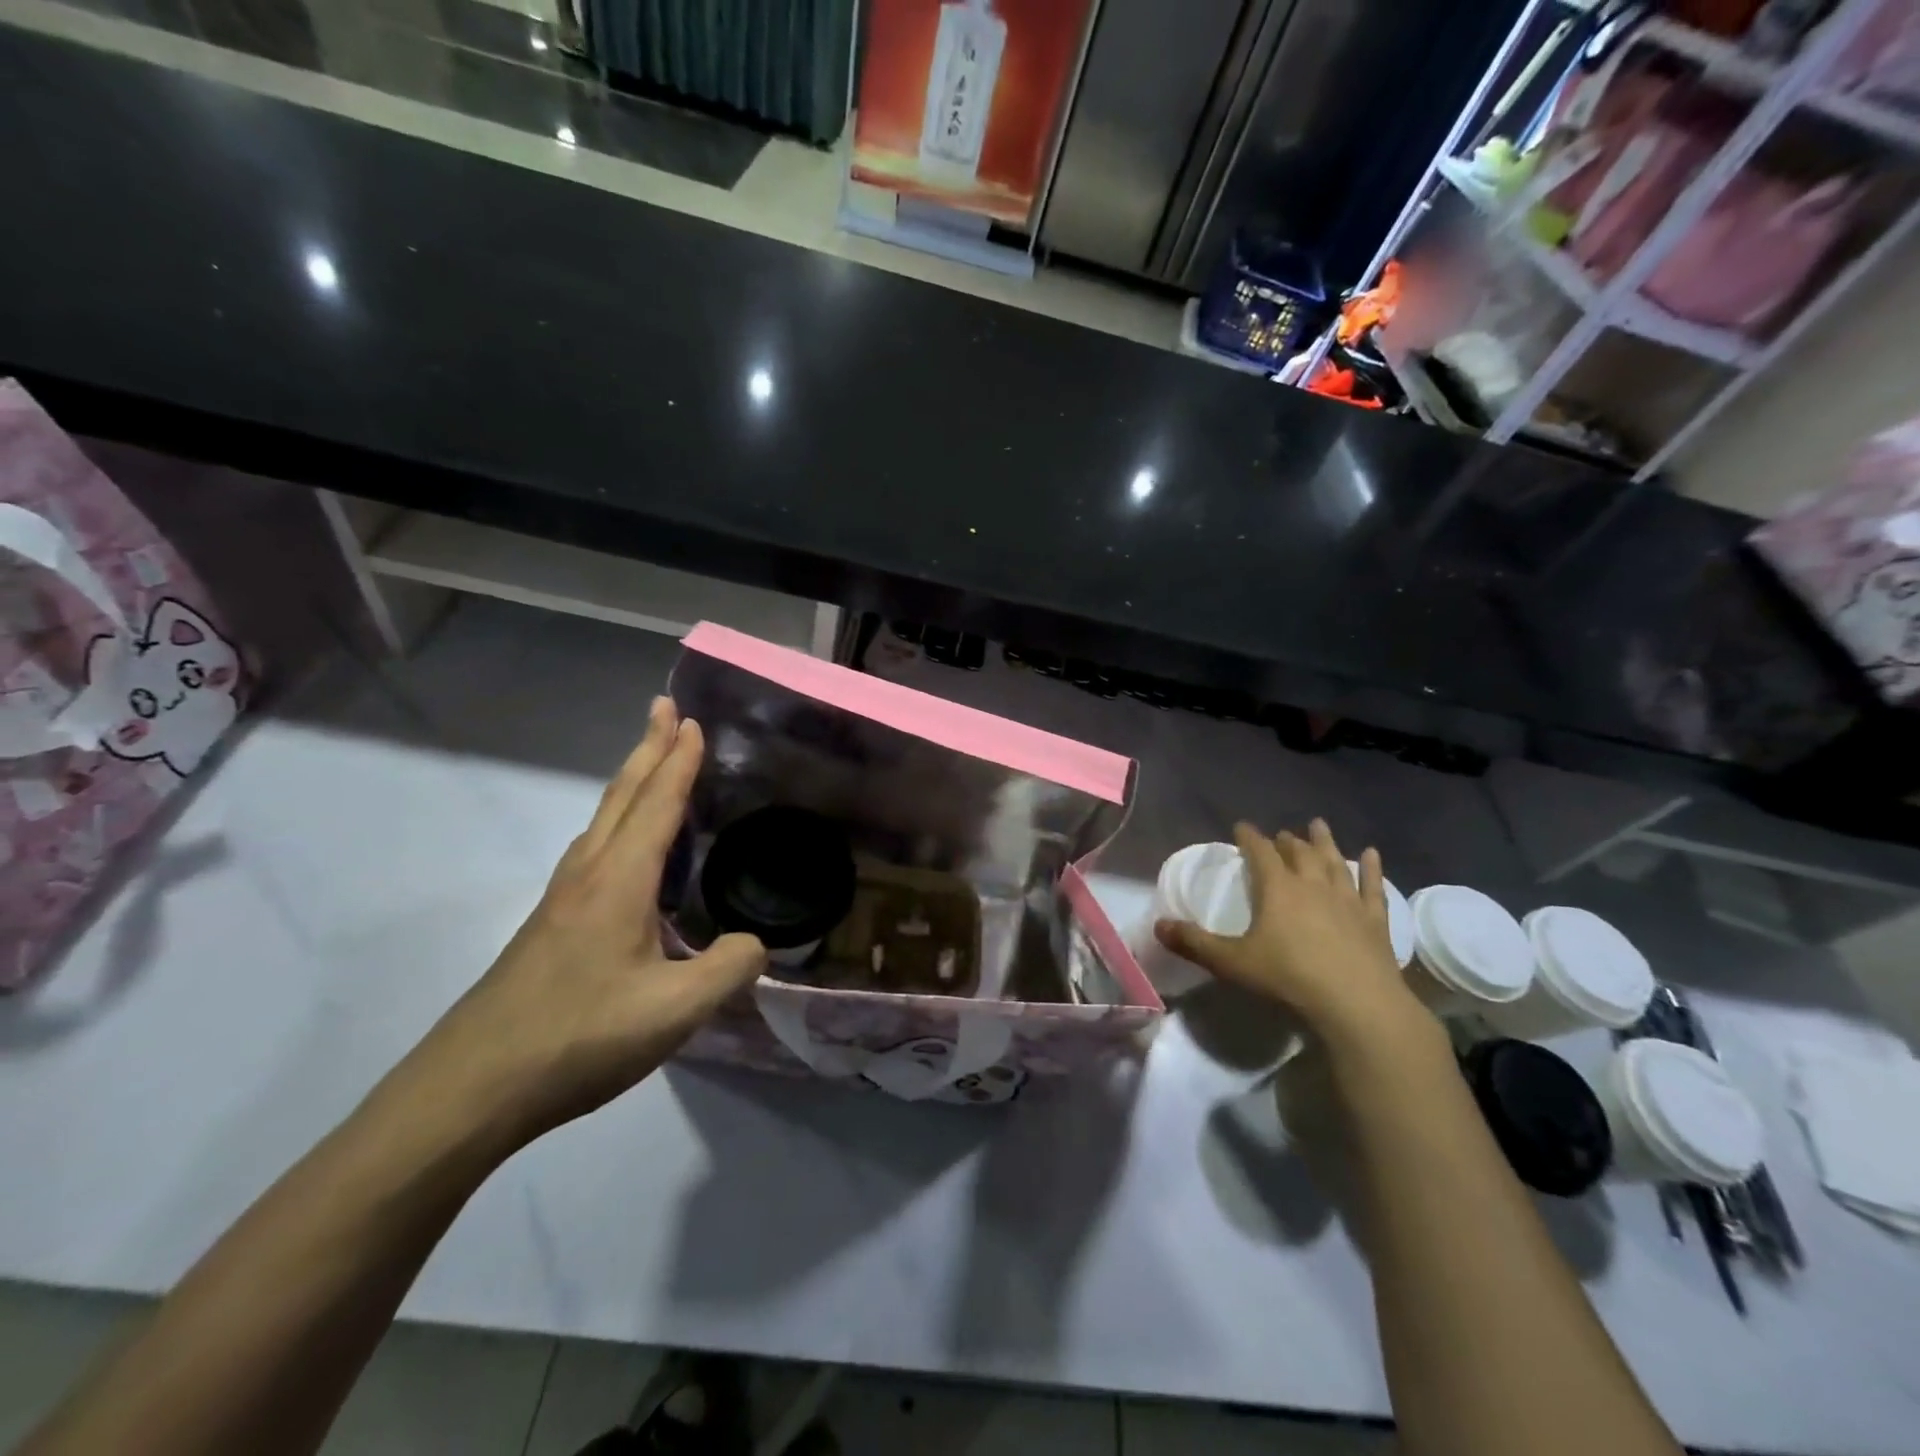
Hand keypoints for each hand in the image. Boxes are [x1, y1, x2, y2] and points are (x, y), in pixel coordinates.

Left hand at [397, 698, 765, 1144]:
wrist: (471, 1088)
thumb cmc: (578, 1038)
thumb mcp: (674, 1011)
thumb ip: (728, 969)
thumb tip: (753, 944)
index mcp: (619, 882)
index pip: (658, 805)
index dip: (679, 761)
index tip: (692, 720)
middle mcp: (588, 875)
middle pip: (623, 796)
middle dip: (648, 748)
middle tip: (665, 709)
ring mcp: (562, 900)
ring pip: (602, 820)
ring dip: (631, 782)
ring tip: (651, 761)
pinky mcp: (550, 925)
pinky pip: (593, 849)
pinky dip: (617, 821)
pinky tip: (621, 847)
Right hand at [1154, 819, 1429, 1044]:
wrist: (1357, 1003)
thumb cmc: (1289, 977)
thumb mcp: (1232, 962)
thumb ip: (1195, 943)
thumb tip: (1158, 925)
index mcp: (1277, 889)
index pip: (1260, 852)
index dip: (1249, 837)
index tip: (1241, 826)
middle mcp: (1312, 884)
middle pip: (1299, 853)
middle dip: (1287, 841)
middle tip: (1281, 834)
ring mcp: (1346, 900)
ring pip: (1334, 861)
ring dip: (1325, 842)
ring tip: (1318, 826)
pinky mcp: (1374, 919)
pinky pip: (1372, 886)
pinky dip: (1372, 868)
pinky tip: (1372, 854)